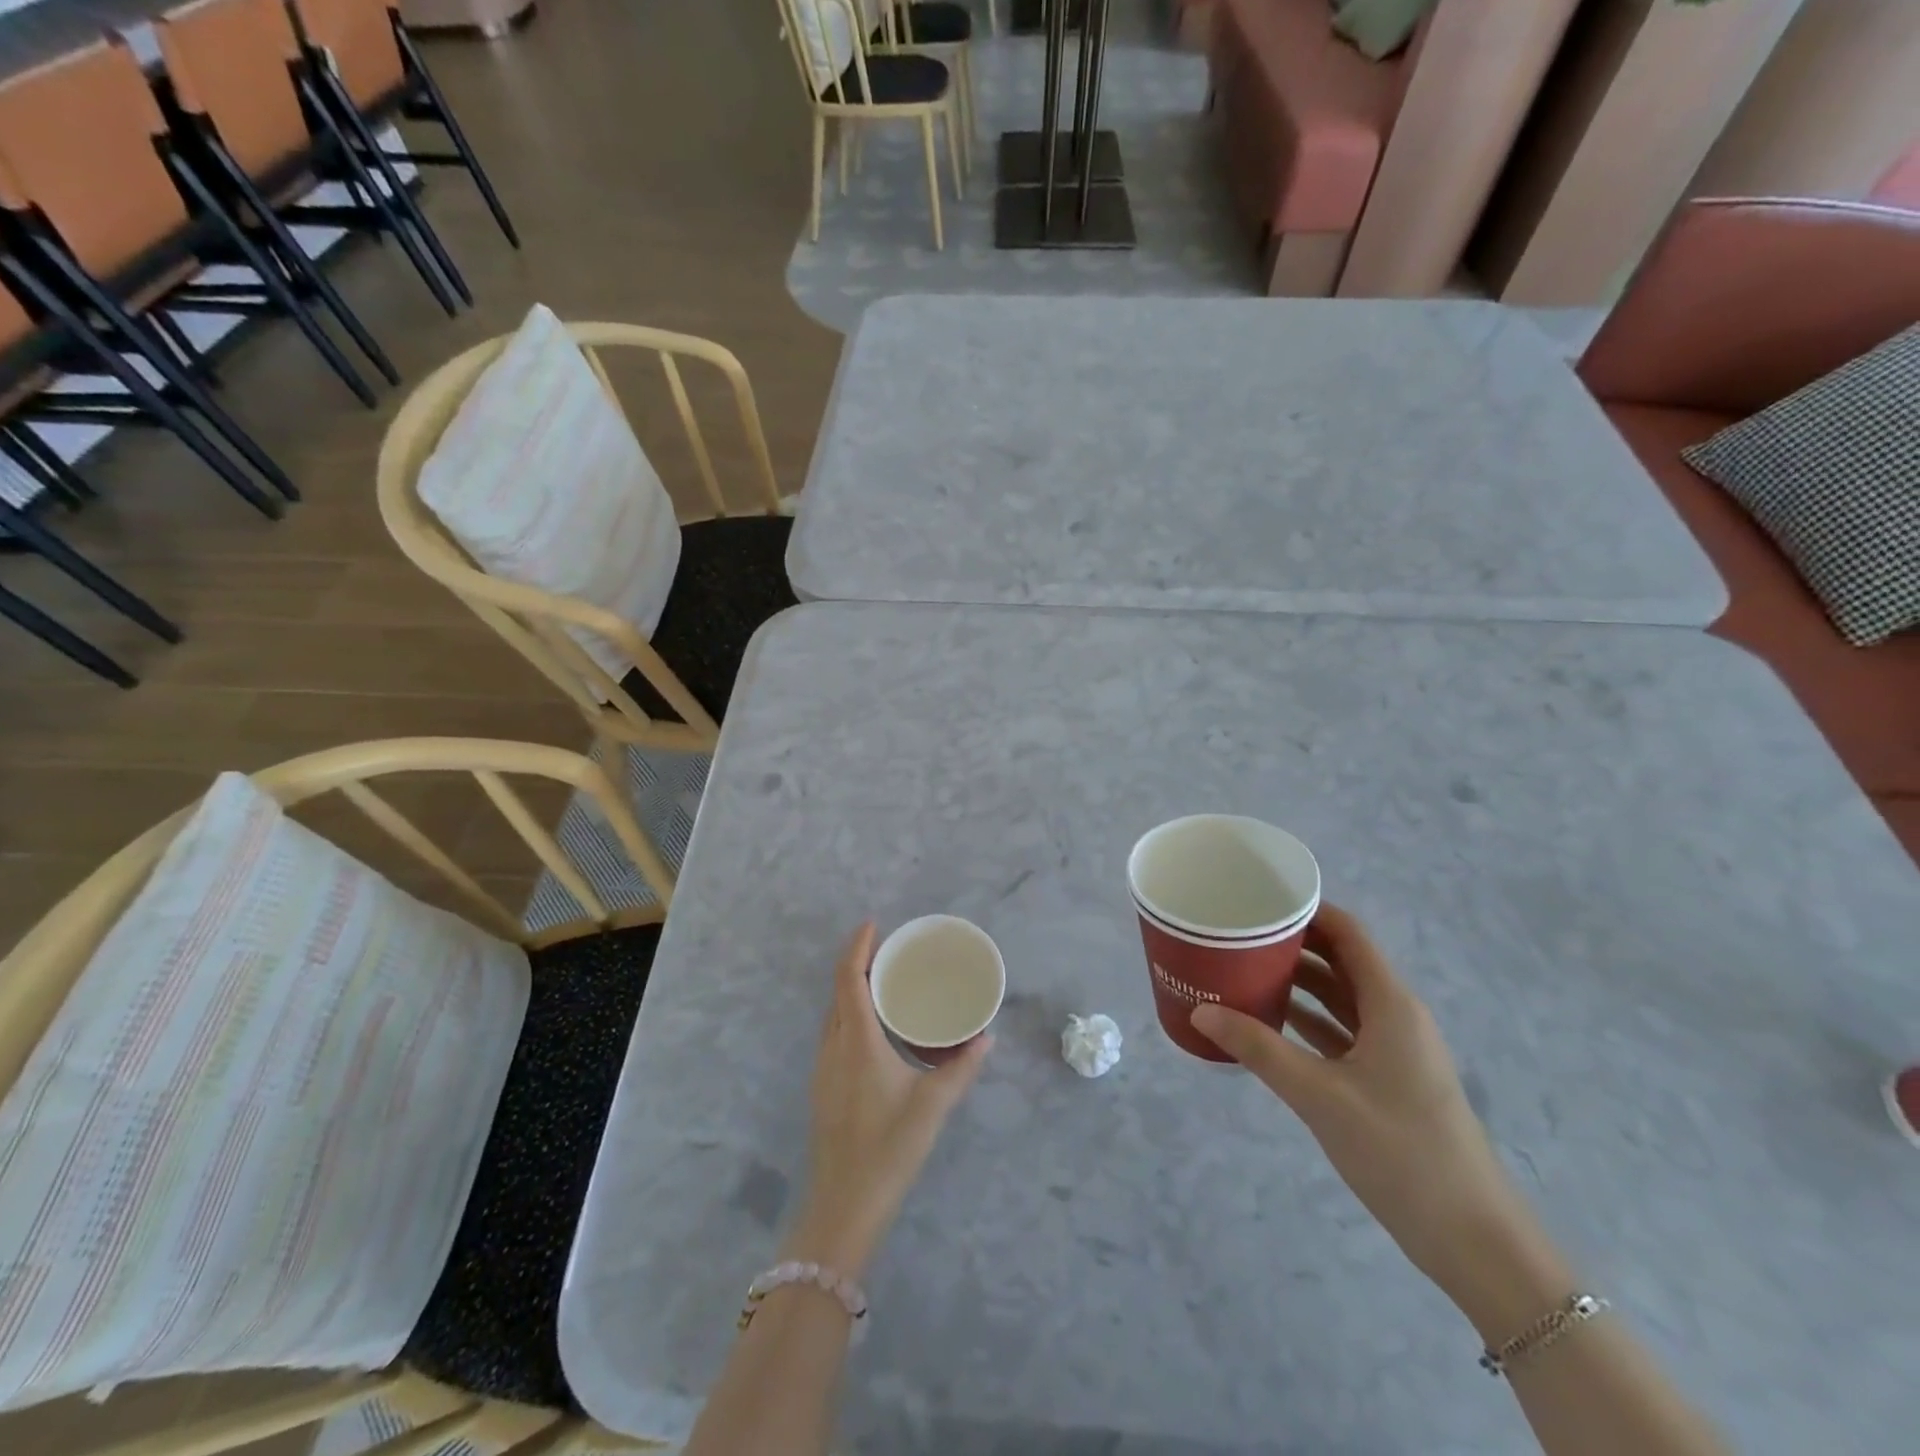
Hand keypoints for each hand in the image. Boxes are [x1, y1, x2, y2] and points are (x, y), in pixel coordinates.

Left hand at [788, 922, 990, 1277]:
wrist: (843, 1207)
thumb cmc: (888, 1150)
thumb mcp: (933, 1106)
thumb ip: (962, 1068)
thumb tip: (986, 1038)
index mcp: (857, 1042)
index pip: (848, 978)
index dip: (857, 945)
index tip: (873, 923)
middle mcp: (833, 1046)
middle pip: (839, 990)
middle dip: (859, 962)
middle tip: (890, 950)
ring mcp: (823, 1068)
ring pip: (834, 1013)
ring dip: (853, 990)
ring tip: (885, 982)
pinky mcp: (823, 1087)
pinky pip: (835, 1033)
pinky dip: (851, 1015)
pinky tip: (876, 1030)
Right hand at [1191, 904, 1548, 1307]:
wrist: (1472, 1238)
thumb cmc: (1401, 1151)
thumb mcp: (1319, 1095)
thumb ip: (1258, 1049)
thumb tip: (1200, 1011)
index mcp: (1391, 1004)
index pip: (1347, 932)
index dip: (1306, 909)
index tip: (1257, 898)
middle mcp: (1395, 1015)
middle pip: (1341, 960)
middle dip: (1292, 943)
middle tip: (1237, 933)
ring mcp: (1393, 1048)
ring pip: (1340, 996)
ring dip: (1297, 982)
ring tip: (1242, 969)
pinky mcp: (1387, 1078)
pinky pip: (1341, 1030)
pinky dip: (1307, 1019)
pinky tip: (1268, 1022)